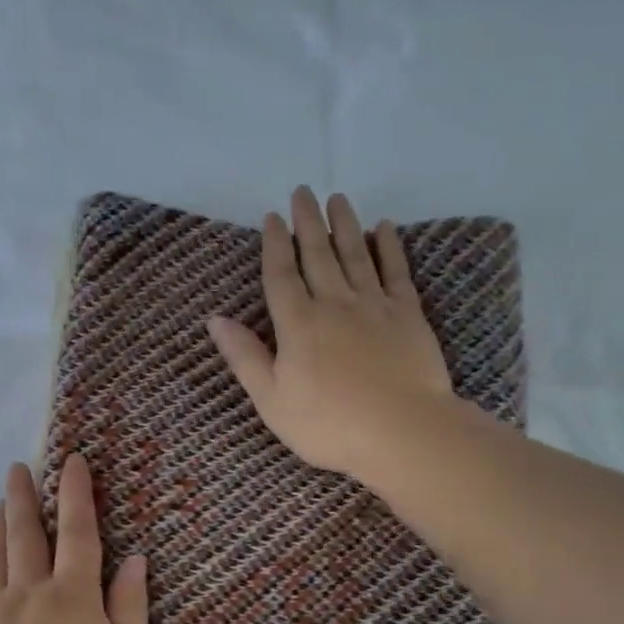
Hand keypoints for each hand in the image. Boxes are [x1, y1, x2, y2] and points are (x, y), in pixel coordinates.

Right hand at [207, 186, 469, 488]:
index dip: (275, 245)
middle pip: (318, 254)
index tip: (273, 217)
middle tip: (303, 192)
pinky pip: (396, 272)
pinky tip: (384, 229)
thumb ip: (245, 357)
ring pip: (356, 255)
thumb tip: (215, 320)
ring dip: (345, 224)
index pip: (281, 275)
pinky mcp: (408, 314)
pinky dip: (389, 247)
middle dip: (308, 222)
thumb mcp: (272, 400)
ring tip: (338, 198)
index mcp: (297, 324)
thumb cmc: (328, 424)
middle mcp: (334, 304)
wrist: (402, 432)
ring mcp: (374, 306)